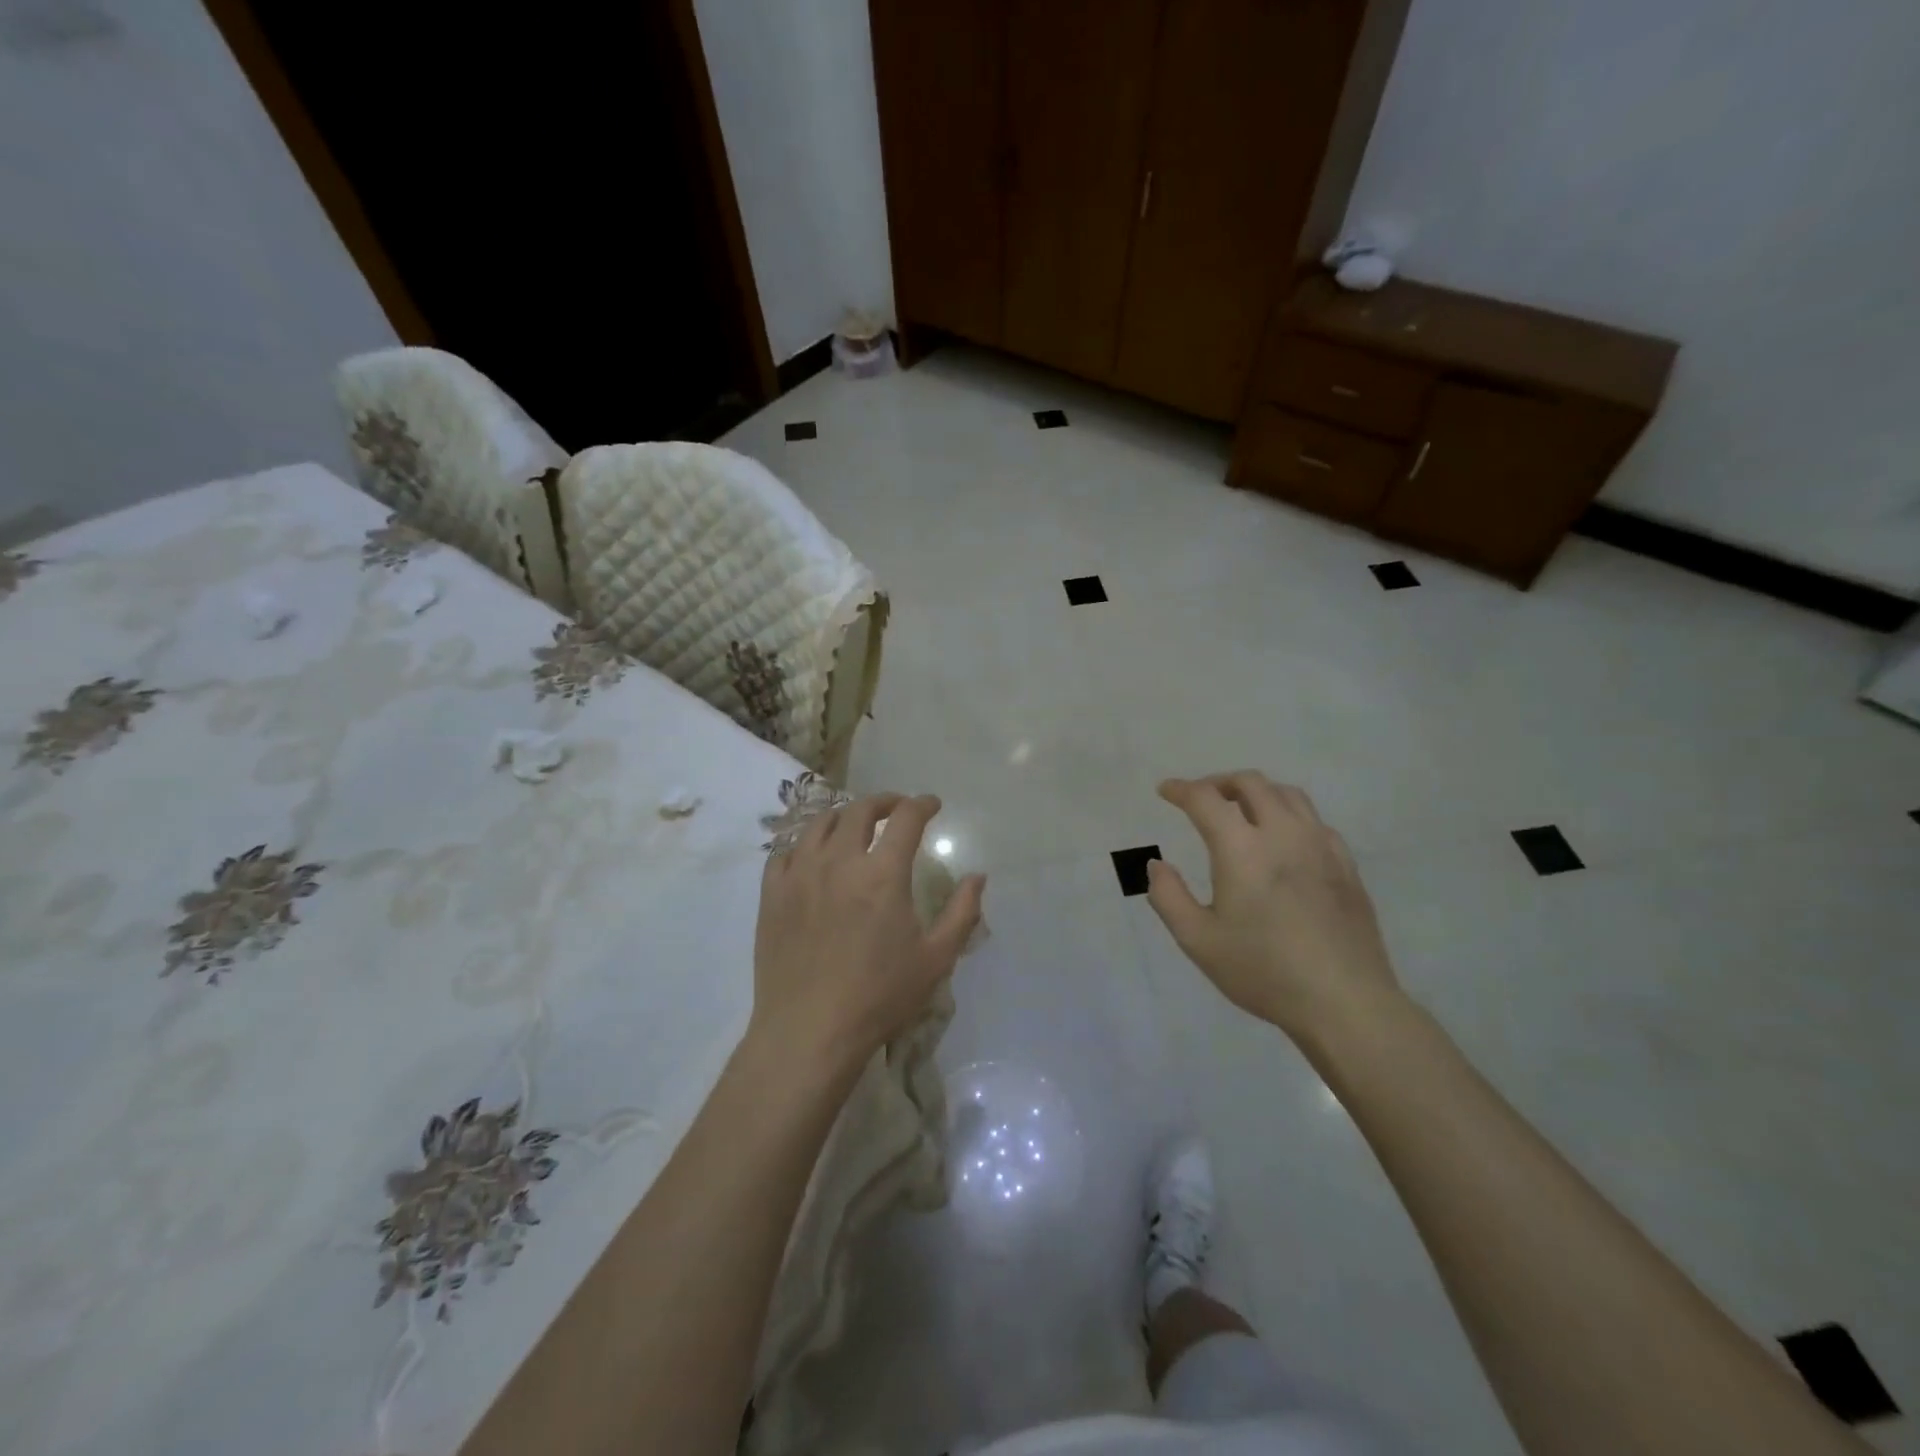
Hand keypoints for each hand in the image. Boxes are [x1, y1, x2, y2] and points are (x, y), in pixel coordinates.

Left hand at [751, 792, 984, 1072]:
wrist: (808, 1031)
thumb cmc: (879, 996)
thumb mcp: (935, 959)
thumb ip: (962, 912)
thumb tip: (978, 877)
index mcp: (882, 873)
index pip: (905, 818)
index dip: (922, 804)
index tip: (932, 804)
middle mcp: (839, 861)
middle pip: (859, 810)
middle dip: (884, 801)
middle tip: (896, 808)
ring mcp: (799, 874)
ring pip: (819, 824)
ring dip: (843, 816)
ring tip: (854, 825)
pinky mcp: (772, 894)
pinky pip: (784, 852)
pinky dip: (804, 844)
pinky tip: (812, 856)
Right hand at [1147, 773, 1398, 1040]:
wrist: (1344, 1002)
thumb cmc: (1263, 971)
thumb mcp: (1198, 940)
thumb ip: (1168, 897)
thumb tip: (1156, 865)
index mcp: (1242, 849)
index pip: (1206, 799)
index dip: (1181, 789)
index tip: (1166, 791)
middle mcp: (1283, 834)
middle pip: (1251, 784)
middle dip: (1219, 783)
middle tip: (1201, 798)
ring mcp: (1320, 846)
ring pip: (1288, 794)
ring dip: (1257, 792)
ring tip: (1241, 810)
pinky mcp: (1346, 865)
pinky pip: (1314, 821)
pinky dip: (1289, 815)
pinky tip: (1283, 840)